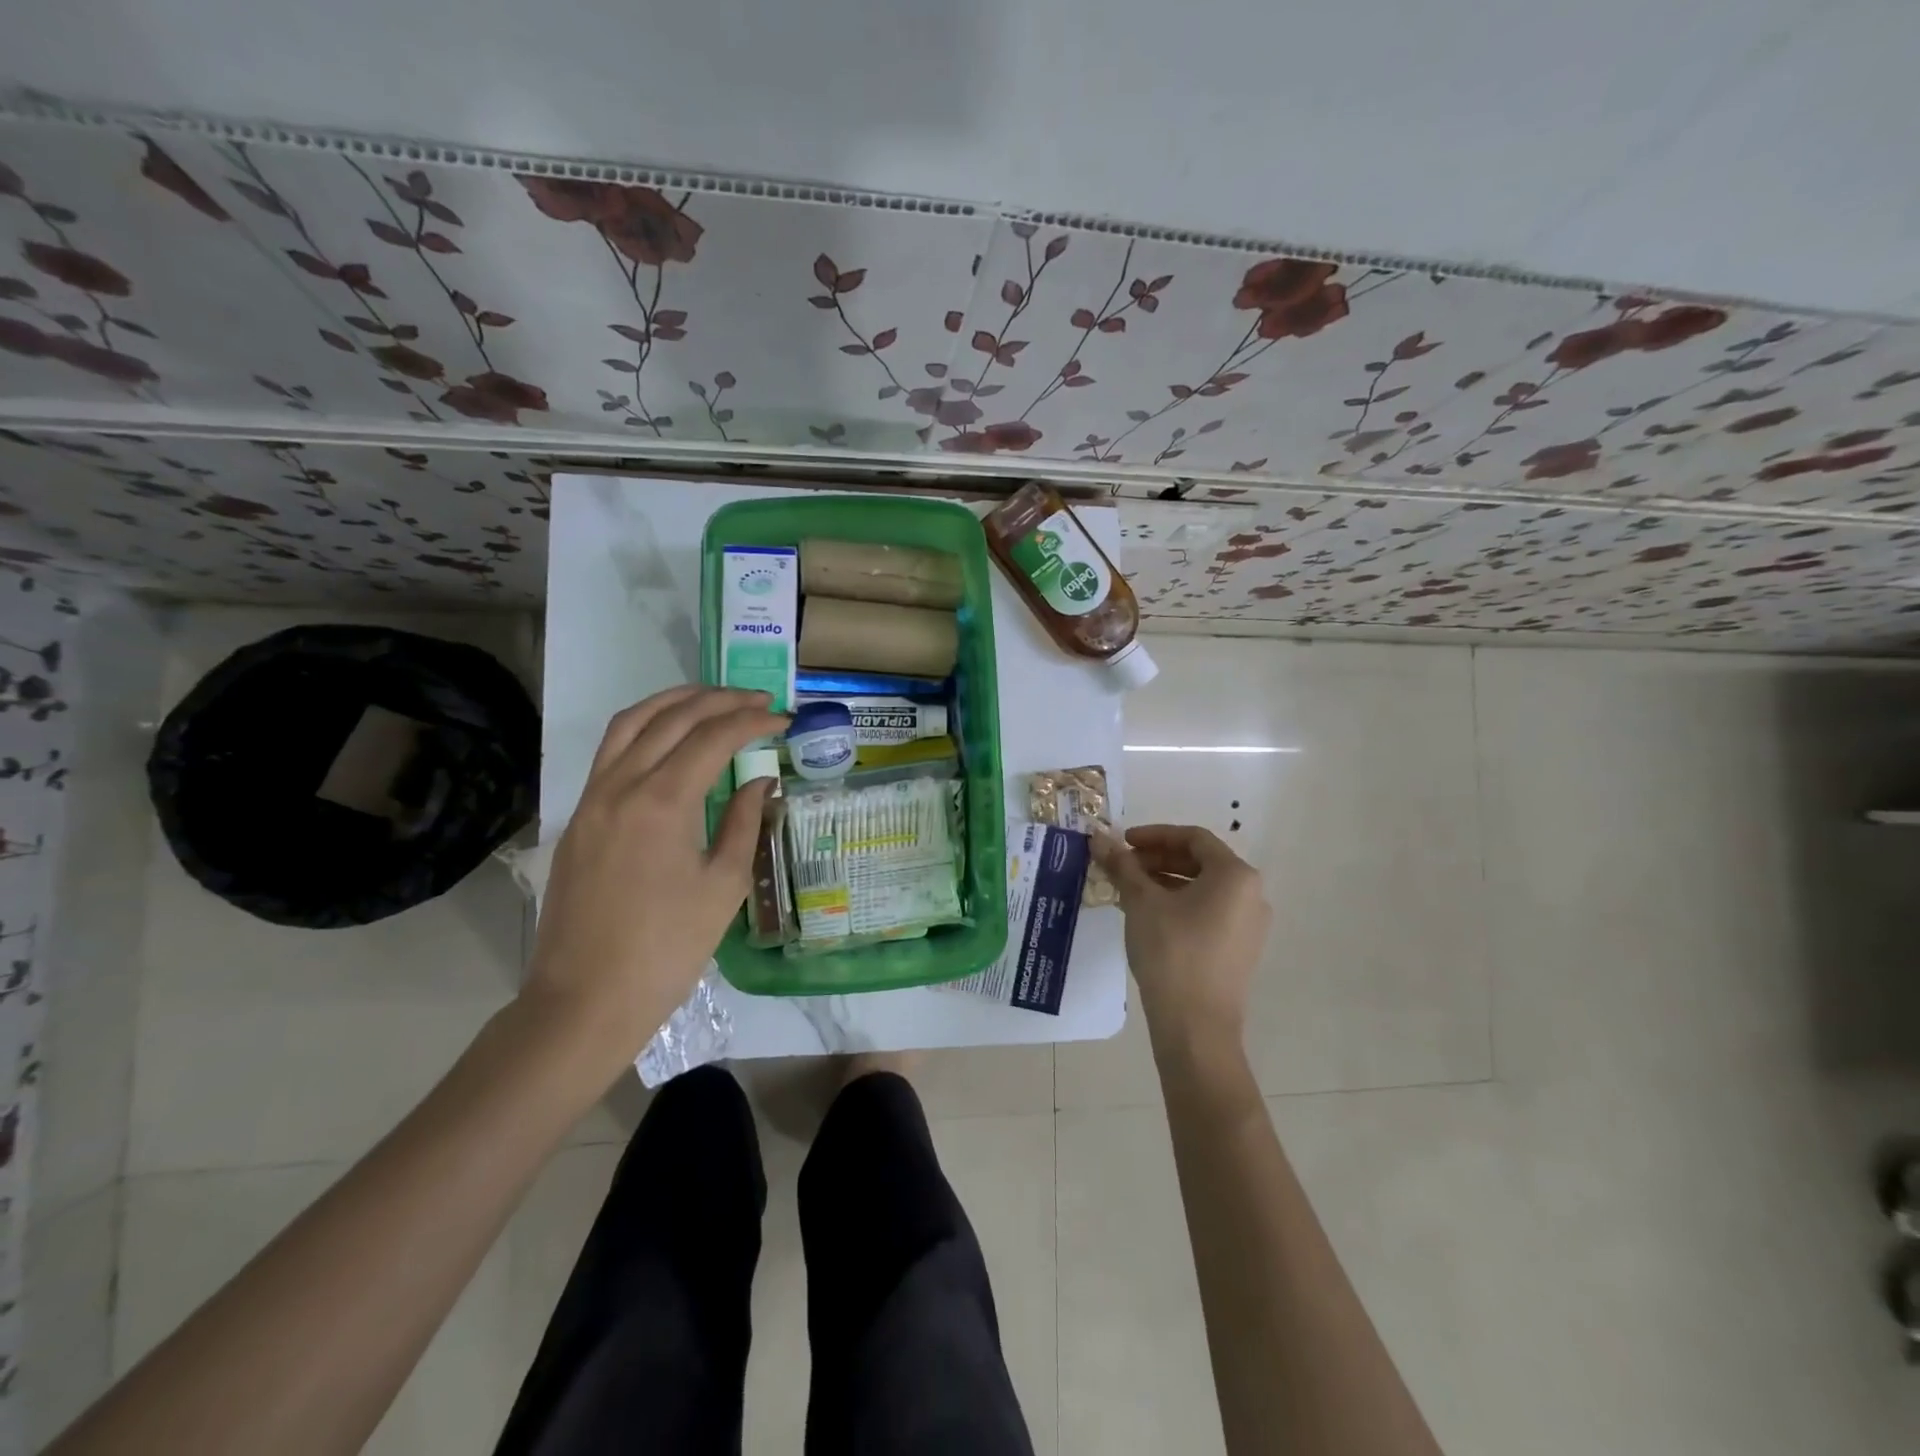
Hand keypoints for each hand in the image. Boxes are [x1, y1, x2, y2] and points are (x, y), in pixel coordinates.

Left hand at [525, 686, 785, 1077]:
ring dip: (674, 701)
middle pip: (672, 717)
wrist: (586, 999)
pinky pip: (610, 751)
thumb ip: (743, 823)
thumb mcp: (723, 886)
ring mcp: (592, 798)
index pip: (713, 737)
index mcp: (662, 802)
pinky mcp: (578, 816)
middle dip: (719, 700)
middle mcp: (621, 785)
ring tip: (711, 698)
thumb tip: (761, 784)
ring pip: (631, 723)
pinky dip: (644, 727)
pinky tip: (667, 737)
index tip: (783, 719)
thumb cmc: (667, 949)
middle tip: (757, 700)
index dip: (753, 721)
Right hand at [1093, 824, 1271, 1053]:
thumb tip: (1098, 838)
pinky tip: (1148, 917)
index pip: (1193, 838)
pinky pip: (1208, 913)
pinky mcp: (1240, 950)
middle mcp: (1251, 895)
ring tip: (1129, 891)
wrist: (1196, 1026)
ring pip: (1203, 889)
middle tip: (1123, 866)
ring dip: (1165, 882)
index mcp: (1235, 875)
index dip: (1154, 835)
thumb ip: (1122, 865)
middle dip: (1157, 859)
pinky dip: (1179, 905)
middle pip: (1200, 862)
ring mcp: (1250, 926)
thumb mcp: (1141, 902)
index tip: (1123, 842)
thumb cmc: (1172, 952)